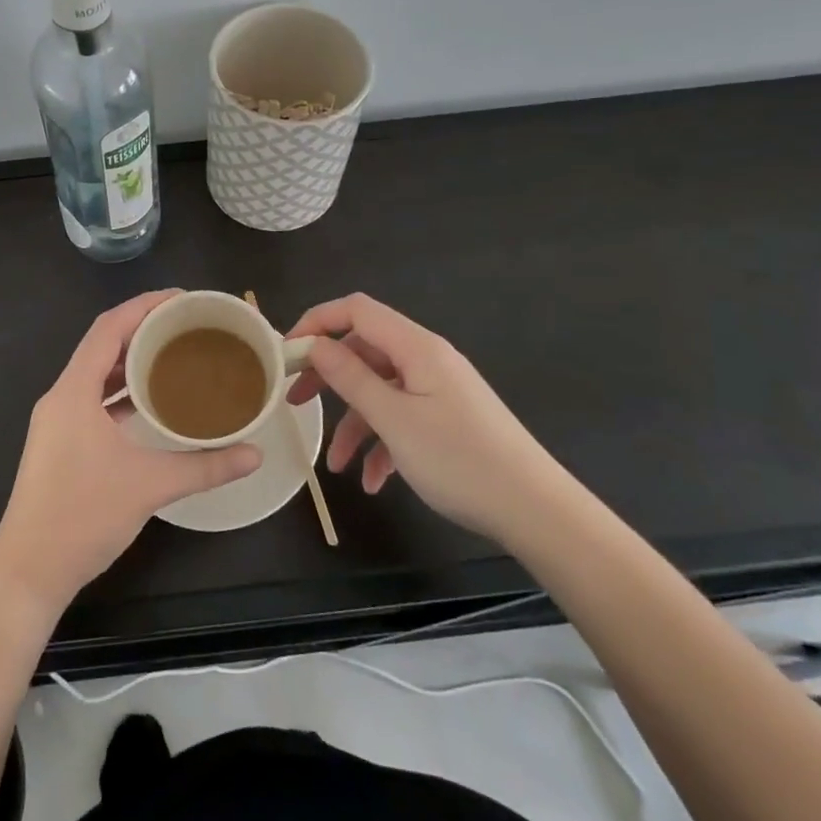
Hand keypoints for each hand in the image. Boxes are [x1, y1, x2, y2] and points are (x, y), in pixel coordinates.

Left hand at [0, 291, 260, 615]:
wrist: (28, 571)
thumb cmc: (83, 516)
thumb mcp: (150, 486)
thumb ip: (205, 466)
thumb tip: (255, 454)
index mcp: (73, 392)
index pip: (108, 329)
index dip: (143, 306)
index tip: (180, 298)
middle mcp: (61, 397)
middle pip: (102, 347)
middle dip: (142, 330)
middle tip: (186, 325)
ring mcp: (57, 422)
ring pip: (96, 375)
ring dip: (131, 362)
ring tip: (175, 355)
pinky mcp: (60, 443)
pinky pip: (93, 400)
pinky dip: (121, 393)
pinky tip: (151, 402)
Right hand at [285, 293, 565, 542]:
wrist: (535, 511)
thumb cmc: (459, 460)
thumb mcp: (393, 420)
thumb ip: (350, 377)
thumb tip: (315, 345)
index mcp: (416, 348)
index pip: (357, 310)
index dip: (317, 321)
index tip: (285, 352)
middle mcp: (427, 360)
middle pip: (364, 351)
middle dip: (327, 376)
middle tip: (295, 401)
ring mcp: (439, 390)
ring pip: (381, 391)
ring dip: (354, 424)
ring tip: (337, 467)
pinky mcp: (447, 419)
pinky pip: (402, 418)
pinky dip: (382, 444)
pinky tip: (374, 482)